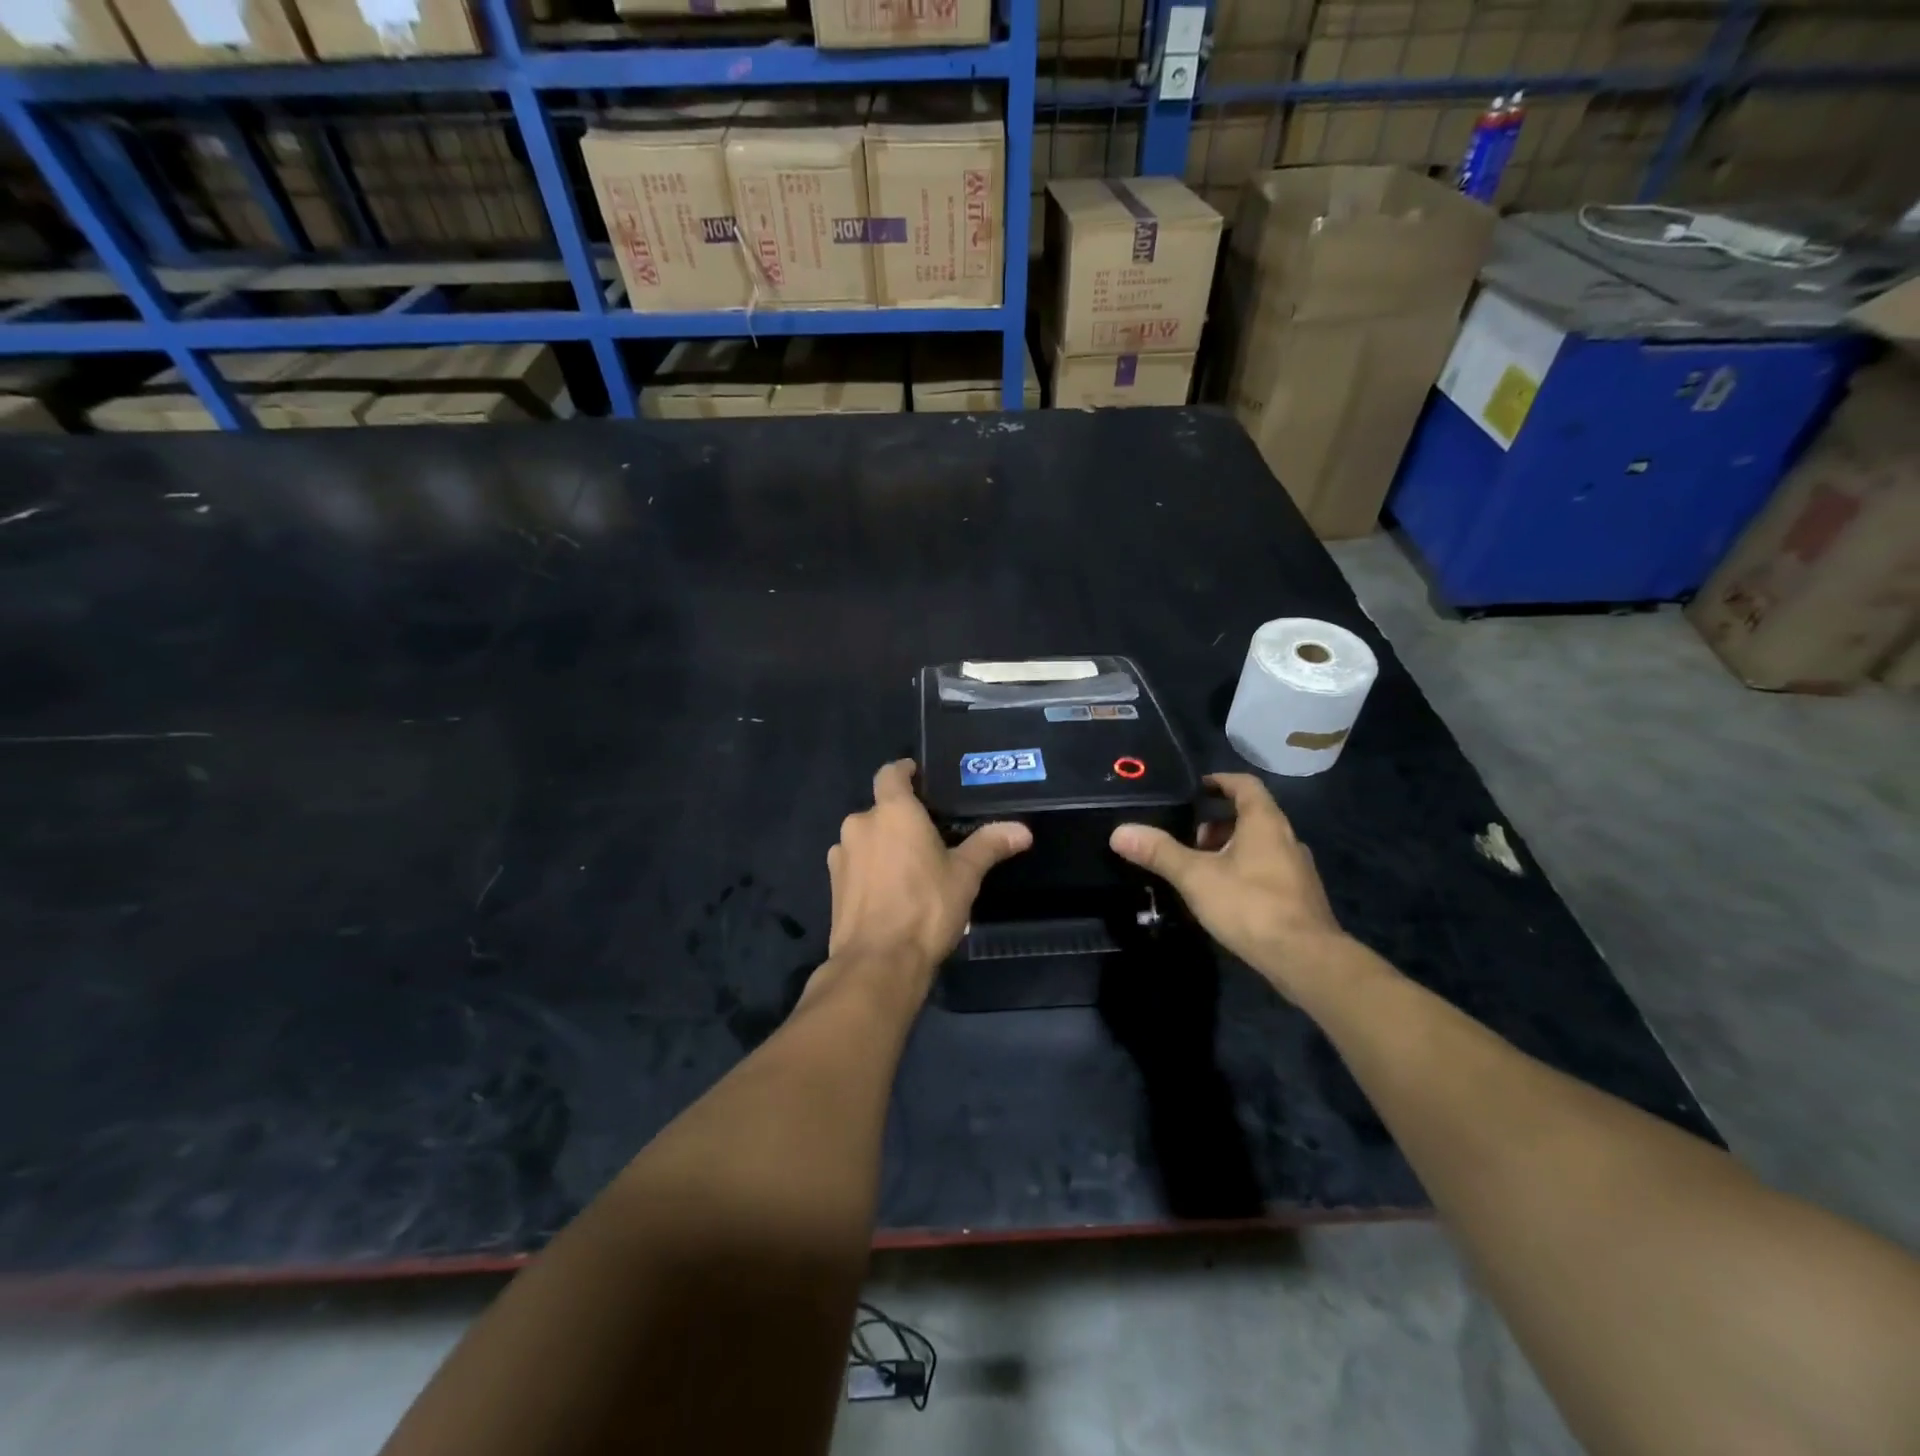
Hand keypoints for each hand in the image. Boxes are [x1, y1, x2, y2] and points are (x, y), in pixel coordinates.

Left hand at [826, 760, 1031, 978]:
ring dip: (883, 846)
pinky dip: (870, 870)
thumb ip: (989, 845)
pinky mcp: (832, 886)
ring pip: (865, 839)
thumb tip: (1022, 830)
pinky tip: (889, 893)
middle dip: (901, 819)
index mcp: (892, 812)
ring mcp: (841, 856)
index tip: (919, 776)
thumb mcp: (965, 875)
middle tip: (929, 836)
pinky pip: (855, 865)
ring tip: (910, 869)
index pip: (890, 773)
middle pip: (880, 810)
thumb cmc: (926, 908)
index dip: (904, 771)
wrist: (877, 963)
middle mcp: (860, 825)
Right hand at [1110, 773, 1351, 1000]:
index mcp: (1265, 822)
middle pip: (1251, 816)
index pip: (1244, 785)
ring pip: (1259, 846)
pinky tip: (1224, 897)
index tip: (1196, 788)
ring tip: (1200, 870)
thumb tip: (1119, 831)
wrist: (1306, 959)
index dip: (1220, 781)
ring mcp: (1298, 869)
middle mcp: (1286, 838)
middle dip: (1217, 823)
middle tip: (1188, 838)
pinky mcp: (1300, 898)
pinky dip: (1244, 872)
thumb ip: (1159, 852)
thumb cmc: (1250, 905)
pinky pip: (1268, 871)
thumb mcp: (1196, 876)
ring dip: (1230, 849)